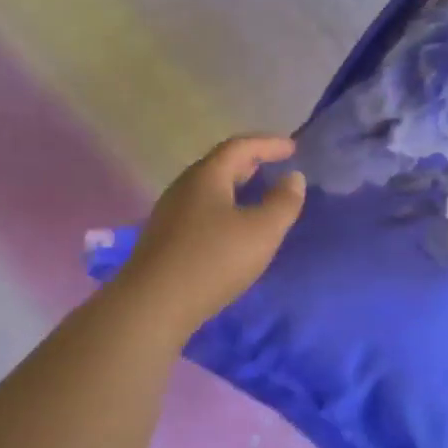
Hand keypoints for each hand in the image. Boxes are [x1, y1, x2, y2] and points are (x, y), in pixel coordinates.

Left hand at [118, 135, 305, 338]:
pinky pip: (198, 211)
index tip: (292, 148)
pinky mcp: (163, 239)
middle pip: (218, 165)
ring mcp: (168, 213)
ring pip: (206, 190)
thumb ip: (282, 203)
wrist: (154, 303)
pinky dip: (220, 209)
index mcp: (206, 176)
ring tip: (254, 197)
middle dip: (248, 163)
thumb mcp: (261, 232)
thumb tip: (293, 177)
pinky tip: (229, 230)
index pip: (240, 146)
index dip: (268, 144)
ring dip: (232, 188)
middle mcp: (183, 187)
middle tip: (272, 167)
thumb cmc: (213, 261)